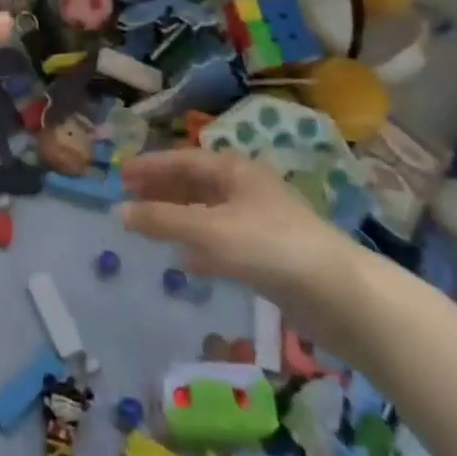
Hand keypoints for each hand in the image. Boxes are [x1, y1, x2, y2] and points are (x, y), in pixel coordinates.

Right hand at [119, 148, 360, 334]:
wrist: (339, 295)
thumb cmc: (269, 247)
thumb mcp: (208, 229)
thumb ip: (161, 220)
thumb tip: (117, 212)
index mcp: (234, 171)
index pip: (182, 160)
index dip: (150, 166)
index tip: (119, 174)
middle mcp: (246, 189)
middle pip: (195, 183)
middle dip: (161, 190)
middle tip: (128, 199)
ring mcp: (259, 222)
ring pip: (207, 213)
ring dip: (177, 218)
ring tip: (148, 226)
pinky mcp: (268, 255)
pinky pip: (222, 242)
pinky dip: (200, 246)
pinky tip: (185, 262)